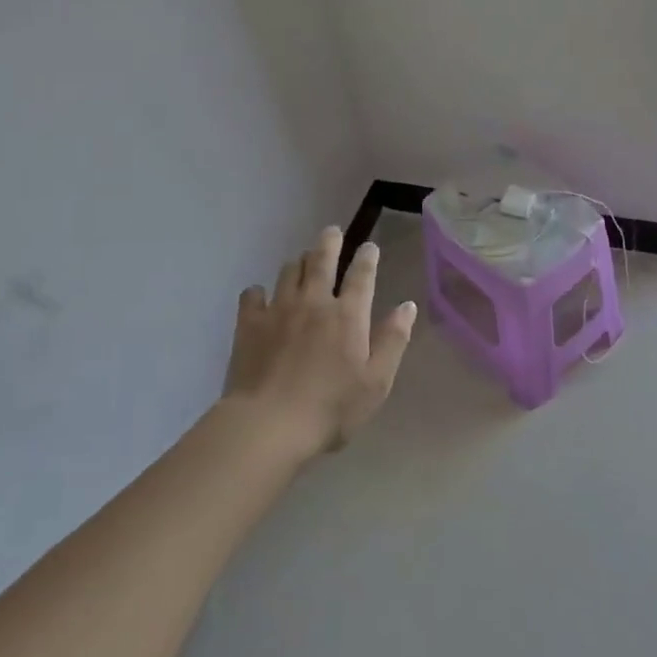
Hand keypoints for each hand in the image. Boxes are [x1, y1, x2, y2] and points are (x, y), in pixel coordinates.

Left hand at [221, 228, 417, 458]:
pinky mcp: (249, 324)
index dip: (367, 257)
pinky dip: (259, 291)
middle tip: (332, 231)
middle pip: (322, 260)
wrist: (268, 425)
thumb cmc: (331, 408)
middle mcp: (314, 302)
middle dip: (330, 242)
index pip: (362, 275)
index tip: (370, 247)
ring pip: (289, 272)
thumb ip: (393, 340)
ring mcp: (279, 310)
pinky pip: (252, 295)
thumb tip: (407, 306)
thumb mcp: (376, 382)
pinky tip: (261, 296)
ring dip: (299, 262)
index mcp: (348, 315)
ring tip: (302, 261)